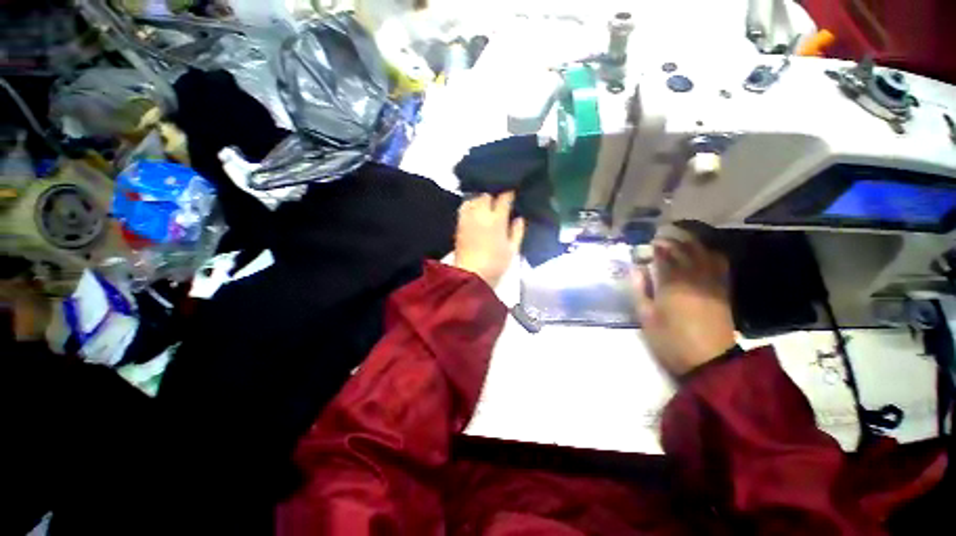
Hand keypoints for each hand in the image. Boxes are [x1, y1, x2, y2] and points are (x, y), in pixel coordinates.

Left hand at [455, 192, 525, 287]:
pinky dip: (470, 205)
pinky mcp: (459, 224)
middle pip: (486, 195)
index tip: (512, 194)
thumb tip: (519, 218)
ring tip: (486, 204)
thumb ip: (517, 232)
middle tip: (499, 201)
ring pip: (473, 199)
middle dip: (493, 195)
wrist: (471, 275)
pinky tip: (475, 210)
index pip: (504, 199)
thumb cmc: (495, 264)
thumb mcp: (512, 250)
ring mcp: (467, 218)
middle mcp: (481, 214)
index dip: (509, 194)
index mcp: (497, 220)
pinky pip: (464, 207)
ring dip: (480, 199)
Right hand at [632, 237, 735, 375]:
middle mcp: (694, 278)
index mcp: (672, 285)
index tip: (649, 243)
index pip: (664, 257)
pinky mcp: (723, 290)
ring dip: (692, 243)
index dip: (657, 248)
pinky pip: (719, 264)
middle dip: (672, 241)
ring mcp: (712, 282)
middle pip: (685, 251)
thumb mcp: (646, 318)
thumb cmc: (671, 340)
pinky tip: (703, 252)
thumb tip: (636, 269)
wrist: (709, 361)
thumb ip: (640, 290)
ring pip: (704, 253)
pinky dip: (710, 253)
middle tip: (661, 238)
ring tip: (681, 239)